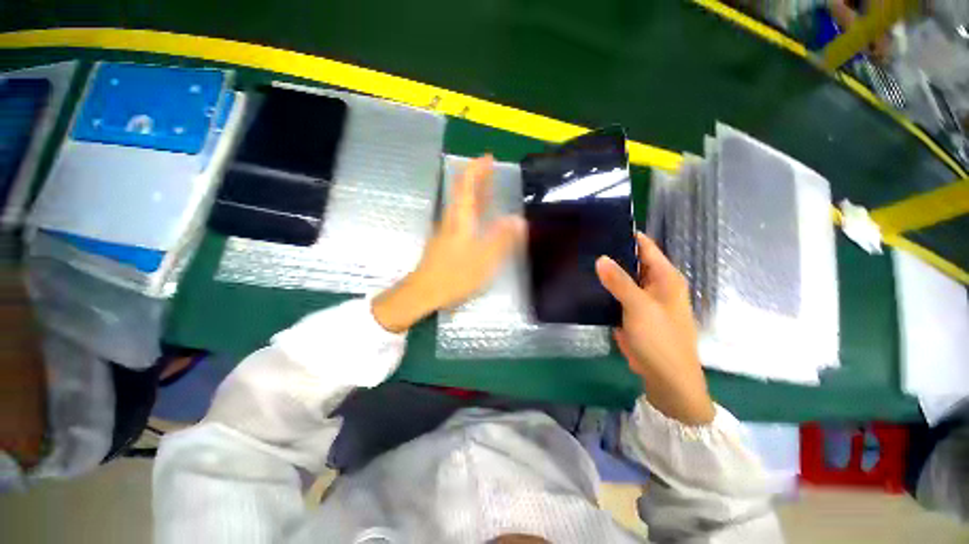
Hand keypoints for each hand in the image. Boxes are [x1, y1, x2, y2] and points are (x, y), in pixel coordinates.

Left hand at [373, 155, 525, 332]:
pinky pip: (461, 218)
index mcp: (461, 219)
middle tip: (491, 168)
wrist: (424, 291)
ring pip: (461, 205)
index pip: (466, 185)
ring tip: (490, 188)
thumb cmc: (454, 275)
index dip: (476, 169)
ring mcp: (446, 230)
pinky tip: (480, 217)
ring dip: (475, 193)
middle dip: (477, 177)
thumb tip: (517, 219)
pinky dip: (472, 210)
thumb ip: (501, 239)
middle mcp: (452, 220)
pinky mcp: (445, 241)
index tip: (488, 157)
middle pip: (462, 192)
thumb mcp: (484, 259)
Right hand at [596, 233, 714, 424]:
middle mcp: (654, 284)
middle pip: (631, 261)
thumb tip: (600, 257)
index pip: (645, 246)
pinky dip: (603, 289)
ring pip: (621, 278)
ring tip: (579, 260)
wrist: (665, 378)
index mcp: (664, 277)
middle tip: (583, 244)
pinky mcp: (630, 312)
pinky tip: (585, 284)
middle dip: (610, 254)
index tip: (600, 227)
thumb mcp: (640, 307)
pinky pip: (615, 294)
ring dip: (605, 272)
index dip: (625, 236)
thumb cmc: (660, 339)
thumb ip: (620, 282)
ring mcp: (641, 298)